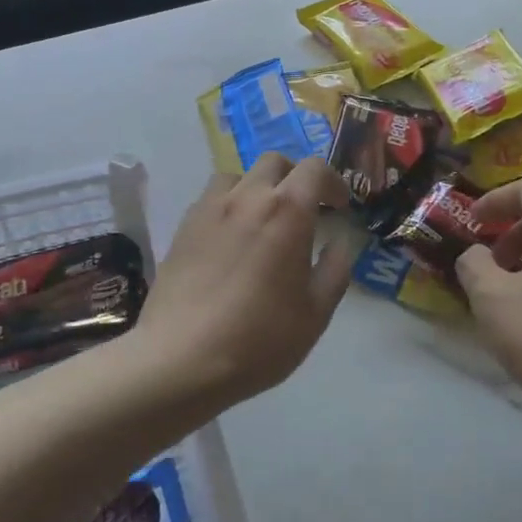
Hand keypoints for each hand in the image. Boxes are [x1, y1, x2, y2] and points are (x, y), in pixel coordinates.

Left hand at [135, 153, 355, 404]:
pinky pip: (211, 199)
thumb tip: (341, 243)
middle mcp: (247, 198)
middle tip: (304, 209)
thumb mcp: (315, 313)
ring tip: (263, 220)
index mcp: (287, 212)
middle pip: (274, 162)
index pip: (314, 169)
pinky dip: (229, 205)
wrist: (181, 359)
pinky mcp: (183, 227)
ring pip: (238, 176)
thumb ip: (335, 270)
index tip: (339, 206)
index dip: (333, 182)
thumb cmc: (259, 339)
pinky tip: (230, 239)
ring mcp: (209, 209)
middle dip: (295, 177)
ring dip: (257, 187)